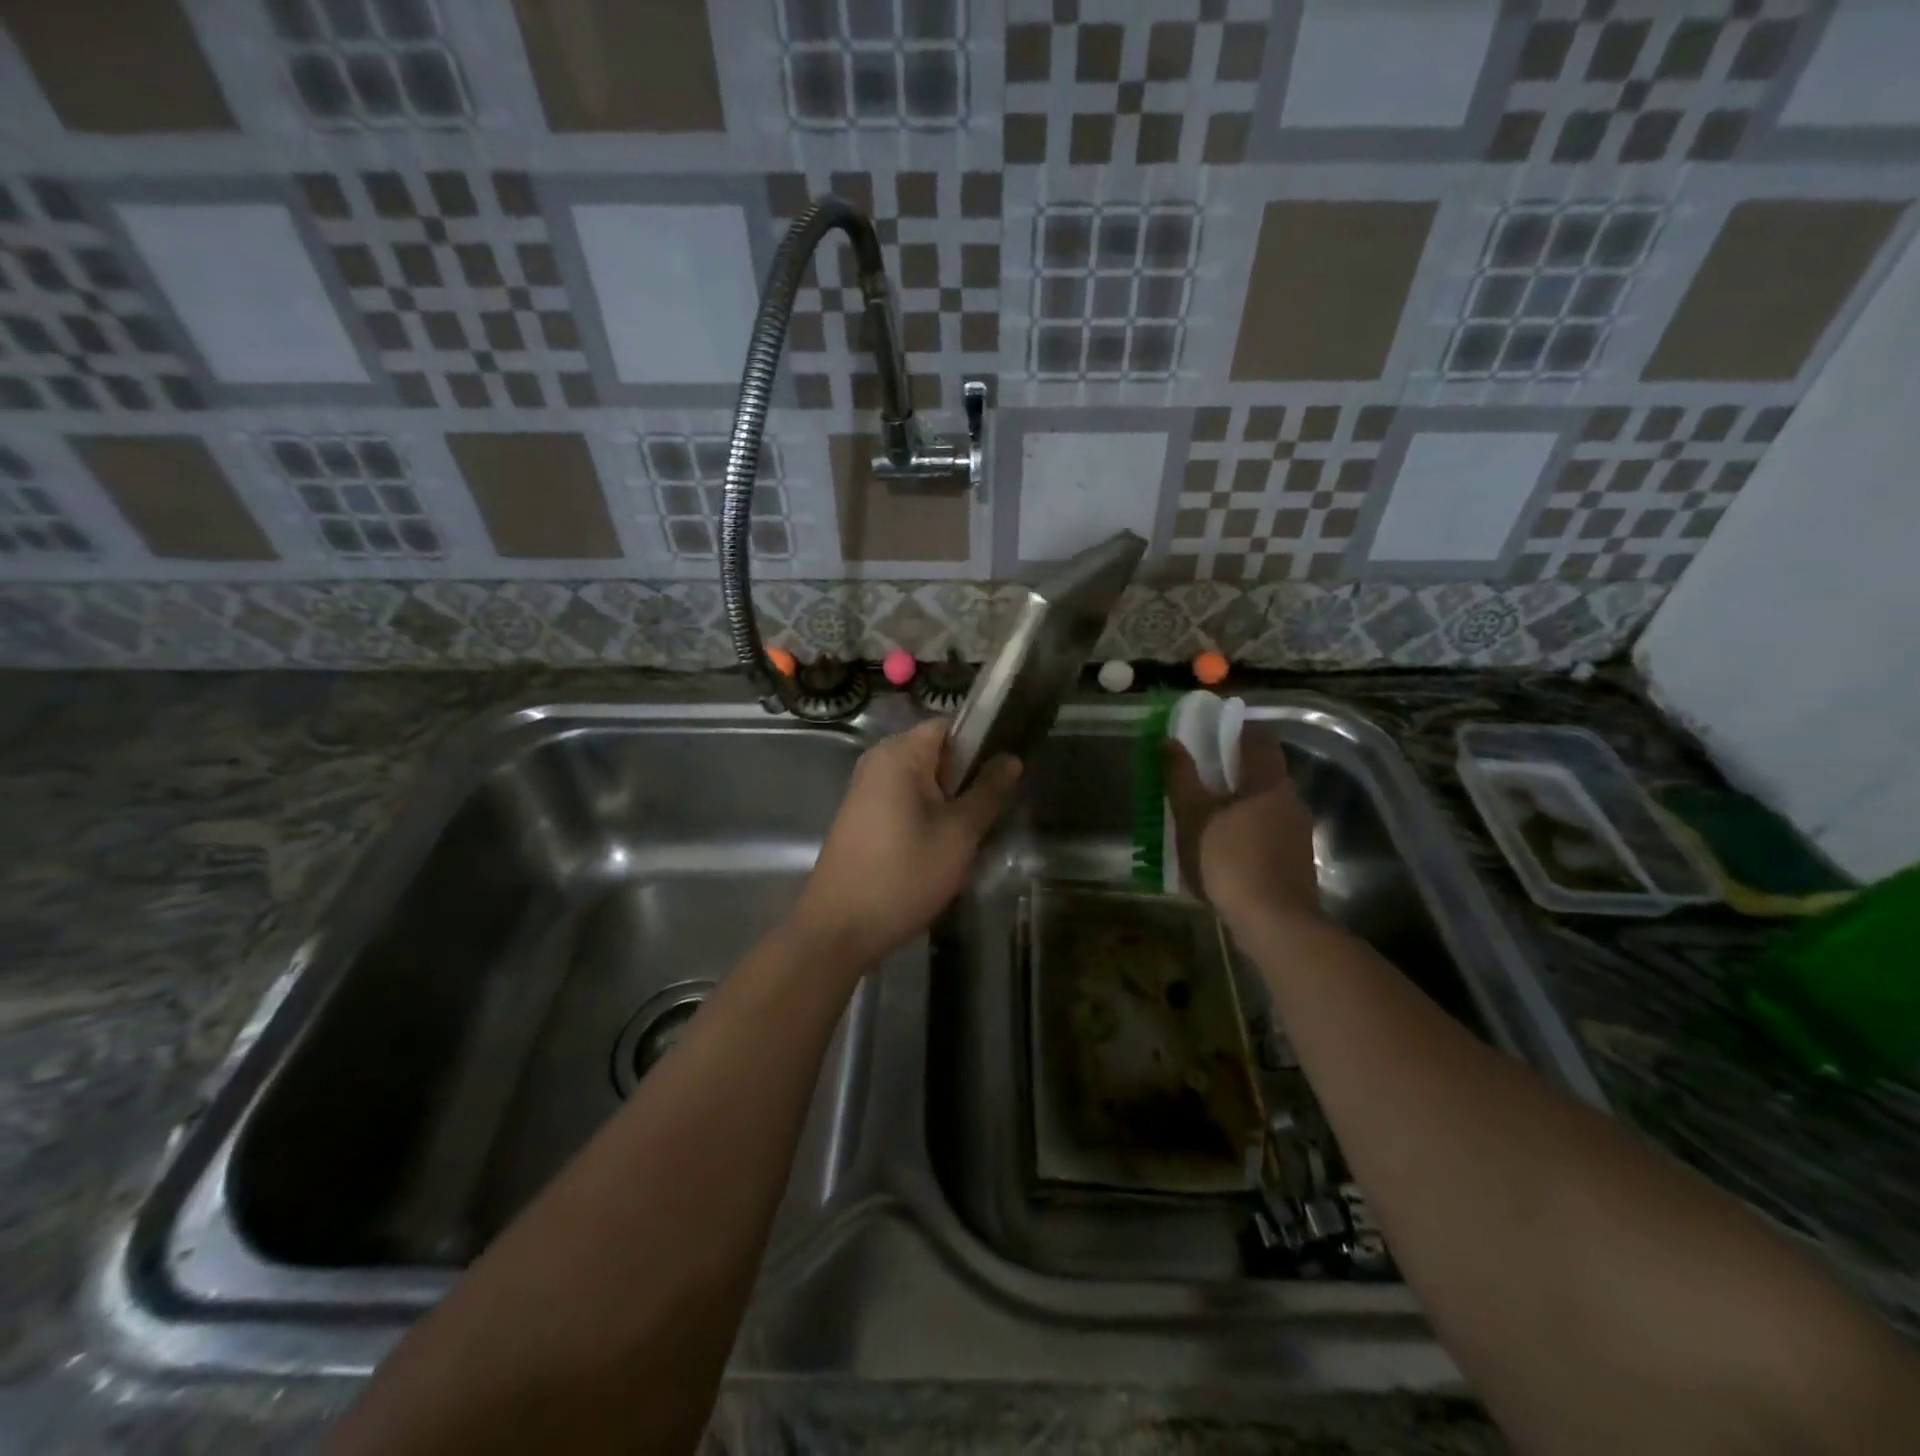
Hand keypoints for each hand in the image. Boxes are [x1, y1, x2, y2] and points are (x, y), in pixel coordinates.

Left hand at [792, 720, 1021, 966]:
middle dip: (965, 778)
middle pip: (935, 753)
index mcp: (899, 754)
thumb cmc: (904, 875)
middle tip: (989, 813)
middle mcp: (877, 761)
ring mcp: (864, 789)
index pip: (949, 726)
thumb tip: (1011, 759)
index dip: (980, 744)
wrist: (840, 928)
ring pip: (921, 781)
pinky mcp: (859, 816)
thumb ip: (987, 792)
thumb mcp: (958, 834)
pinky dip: (924, 815)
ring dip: (947, 802)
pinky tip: (937, 849)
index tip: (1003, 775)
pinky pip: (902, 800)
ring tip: (967, 835)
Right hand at [1165, 731, 1321, 927]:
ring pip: (1265, 806)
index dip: (1236, 732)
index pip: (1259, 740)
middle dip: (1233, 773)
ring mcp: (1298, 834)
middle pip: (1263, 774)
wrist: (1275, 923)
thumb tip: (1169, 742)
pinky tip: (1222, 852)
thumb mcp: (1194, 816)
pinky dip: (1246, 833)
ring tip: (1204, 818)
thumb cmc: (1230, 860)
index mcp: (1269, 782)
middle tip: (1198, 778)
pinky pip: (1268, 834)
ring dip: (1238, 806)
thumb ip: (1181, 778)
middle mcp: (1290, 801)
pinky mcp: (1296, 863)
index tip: (1209, 735)